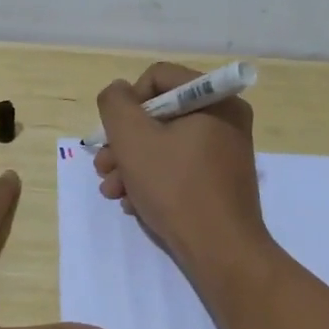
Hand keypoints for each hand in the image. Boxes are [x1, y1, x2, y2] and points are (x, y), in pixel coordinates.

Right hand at [94, 63, 271, 273]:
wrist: (220, 252)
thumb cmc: (176, 187)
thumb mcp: (133, 139)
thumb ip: (116, 104)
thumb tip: (118, 92)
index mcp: (215, 98)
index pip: (158, 77)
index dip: (128, 103)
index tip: (115, 135)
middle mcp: (225, 118)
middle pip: (159, 114)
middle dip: (124, 142)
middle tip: (103, 168)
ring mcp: (225, 151)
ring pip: (165, 144)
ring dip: (131, 164)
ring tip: (112, 191)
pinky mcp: (220, 181)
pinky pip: (179, 167)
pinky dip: (152, 180)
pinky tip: (133, 203)